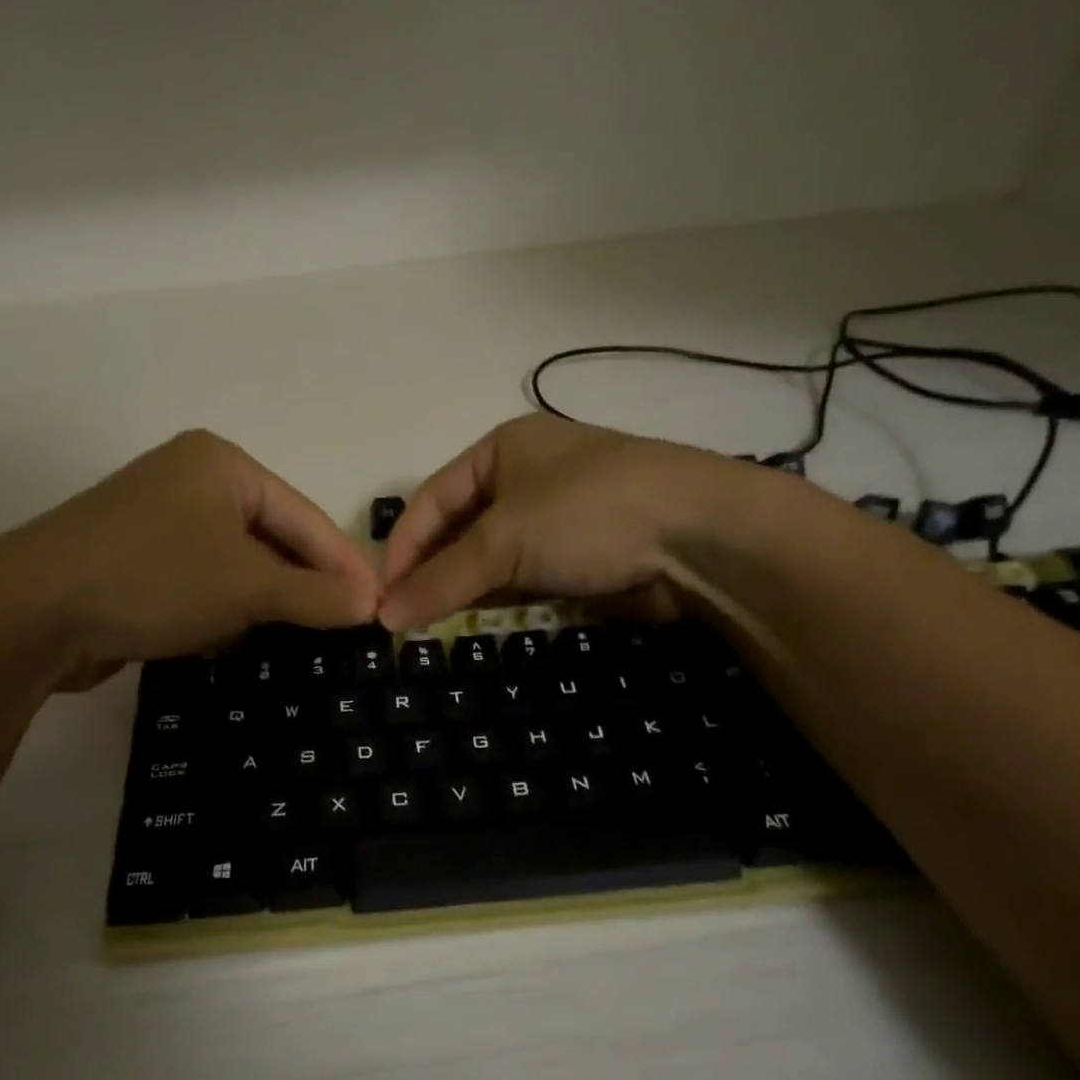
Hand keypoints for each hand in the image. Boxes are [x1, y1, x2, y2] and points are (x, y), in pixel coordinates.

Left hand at [0, 430, 379, 686]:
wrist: (30, 613)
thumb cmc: (153, 579)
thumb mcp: (246, 586)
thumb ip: (313, 594)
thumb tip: (371, 604)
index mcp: (221, 465)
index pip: (304, 516)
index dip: (345, 565)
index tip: (380, 606)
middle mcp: (190, 483)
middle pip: (271, 538)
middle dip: (304, 585)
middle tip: (346, 626)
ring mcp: (159, 523)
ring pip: (237, 565)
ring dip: (265, 602)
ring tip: (303, 638)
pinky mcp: (137, 562)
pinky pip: (202, 583)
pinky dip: (224, 610)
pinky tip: (236, 639)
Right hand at [378, 415, 778, 629]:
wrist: (698, 539)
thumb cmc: (589, 513)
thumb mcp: (505, 539)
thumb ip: (442, 579)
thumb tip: (383, 617)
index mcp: (501, 450)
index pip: (431, 500)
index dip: (402, 547)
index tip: (381, 595)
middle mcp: (523, 480)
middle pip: (456, 530)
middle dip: (428, 572)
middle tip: (399, 618)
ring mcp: (551, 522)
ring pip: (486, 560)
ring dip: (458, 590)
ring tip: (425, 628)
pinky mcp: (573, 561)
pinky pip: (517, 581)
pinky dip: (492, 601)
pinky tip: (469, 623)